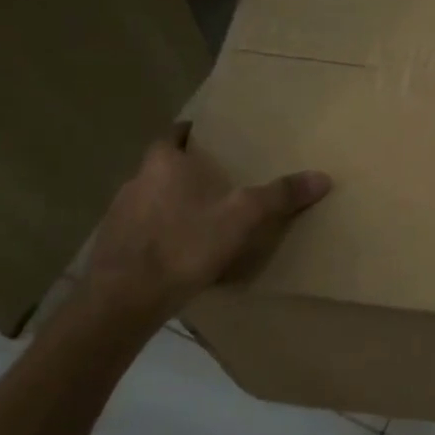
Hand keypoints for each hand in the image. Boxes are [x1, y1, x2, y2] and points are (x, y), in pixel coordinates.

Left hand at [79, 124, 330, 320]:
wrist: (123, 299)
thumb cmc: (184, 245)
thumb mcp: (242, 218)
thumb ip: (280, 196)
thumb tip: (323, 177)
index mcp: (164, 163)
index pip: (173, 134)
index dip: (191, 134)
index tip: (211, 138)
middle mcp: (135, 181)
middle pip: (163, 167)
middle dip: (187, 171)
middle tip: (218, 181)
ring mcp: (118, 215)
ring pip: (151, 199)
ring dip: (172, 204)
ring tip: (202, 218)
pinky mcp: (112, 247)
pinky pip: (141, 230)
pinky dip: (159, 233)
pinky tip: (179, 252)